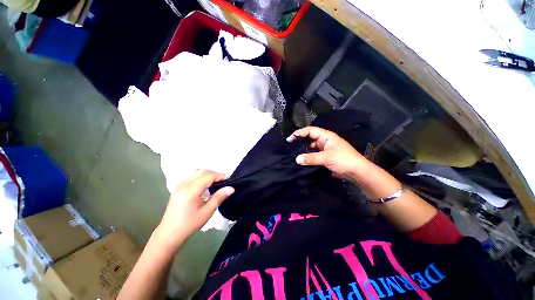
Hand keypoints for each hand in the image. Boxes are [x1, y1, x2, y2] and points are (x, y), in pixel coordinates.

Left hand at [156, 170, 233, 249]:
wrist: (169, 233)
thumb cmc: (189, 224)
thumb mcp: (207, 211)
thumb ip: (219, 197)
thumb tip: (231, 188)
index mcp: (191, 190)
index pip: (208, 175)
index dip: (220, 176)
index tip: (229, 181)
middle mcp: (184, 183)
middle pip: (202, 171)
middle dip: (215, 174)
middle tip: (223, 182)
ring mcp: (180, 184)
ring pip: (197, 172)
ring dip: (208, 174)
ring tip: (216, 183)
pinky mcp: (178, 187)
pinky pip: (192, 176)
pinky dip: (201, 176)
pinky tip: (205, 185)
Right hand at [287, 126, 368, 179]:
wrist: (357, 172)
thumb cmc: (344, 160)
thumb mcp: (327, 158)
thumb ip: (311, 158)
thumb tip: (296, 159)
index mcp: (326, 136)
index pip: (310, 130)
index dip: (299, 133)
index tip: (290, 139)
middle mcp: (324, 141)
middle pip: (309, 138)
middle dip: (300, 141)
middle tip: (290, 146)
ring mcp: (324, 149)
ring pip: (310, 147)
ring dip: (303, 150)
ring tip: (293, 154)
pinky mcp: (324, 156)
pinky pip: (313, 154)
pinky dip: (307, 156)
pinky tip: (302, 160)